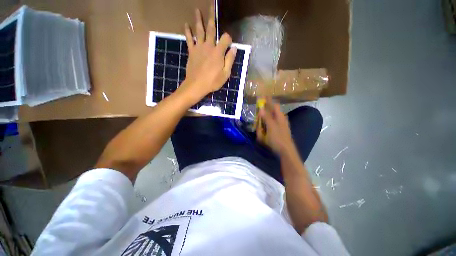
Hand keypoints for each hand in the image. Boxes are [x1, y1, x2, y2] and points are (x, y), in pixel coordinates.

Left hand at [180, 8, 236, 100]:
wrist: (196, 85)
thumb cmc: (212, 82)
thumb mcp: (225, 74)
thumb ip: (230, 60)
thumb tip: (234, 48)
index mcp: (218, 52)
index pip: (225, 38)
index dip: (229, 38)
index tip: (230, 44)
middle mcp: (209, 46)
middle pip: (211, 28)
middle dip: (212, 16)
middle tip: (211, 5)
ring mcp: (199, 48)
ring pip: (199, 30)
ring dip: (198, 20)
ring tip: (197, 10)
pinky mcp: (191, 52)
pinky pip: (189, 39)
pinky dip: (188, 31)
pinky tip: (186, 25)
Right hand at [257, 99, 295, 154]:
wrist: (286, 150)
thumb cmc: (278, 138)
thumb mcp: (271, 127)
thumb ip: (266, 117)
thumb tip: (261, 108)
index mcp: (279, 117)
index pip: (274, 105)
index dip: (268, 100)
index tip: (263, 95)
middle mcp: (281, 118)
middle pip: (274, 109)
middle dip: (267, 106)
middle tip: (260, 106)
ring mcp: (281, 124)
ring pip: (274, 115)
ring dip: (268, 113)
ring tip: (261, 115)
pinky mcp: (280, 129)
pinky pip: (273, 121)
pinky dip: (269, 120)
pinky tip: (265, 124)